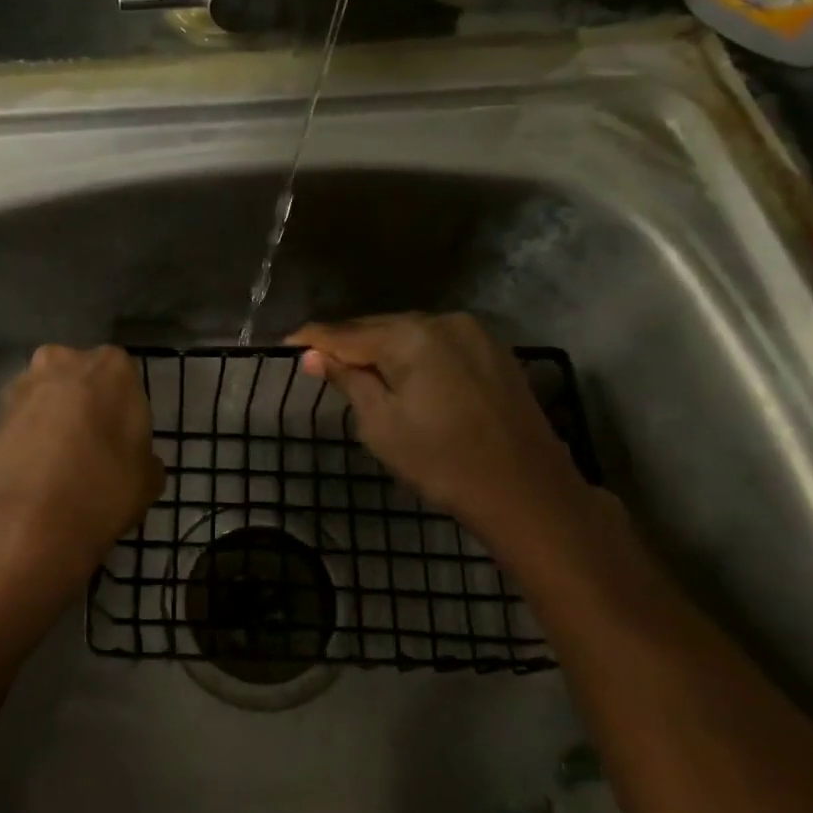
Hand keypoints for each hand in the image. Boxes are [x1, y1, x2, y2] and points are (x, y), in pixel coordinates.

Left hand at [0, 344, 163, 592]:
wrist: (22, 522)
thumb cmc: (102, 488)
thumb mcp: (147, 481)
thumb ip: (145, 461)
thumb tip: (141, 463)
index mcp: (112, 367)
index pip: (124, 379)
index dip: (123, 411)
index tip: (124, 442)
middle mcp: (63, 362)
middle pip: (80, 381)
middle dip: (85, 408)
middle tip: (93, 451)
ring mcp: (20, 387)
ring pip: (46, 401)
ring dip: (52, 424)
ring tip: (60, 470)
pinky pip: (20, 426)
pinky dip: (27, 444)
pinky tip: (34, 479)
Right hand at [287, 313, 592, 545]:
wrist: (527, 491)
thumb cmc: (442, 462)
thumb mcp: (381, 425)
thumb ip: (348, 381)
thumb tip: (313, 355)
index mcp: (411, 336)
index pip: (347, 332)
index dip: (314, 339)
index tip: (286, 344)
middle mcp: (442, 321)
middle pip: (379, 327)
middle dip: (348, 343)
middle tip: (318, 361)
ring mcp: (474, 333)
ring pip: (410, 334)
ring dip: (381, 349)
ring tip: (357, 369)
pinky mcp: (494, 351)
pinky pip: (438, 344)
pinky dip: (414, 355)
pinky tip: (404, 374)